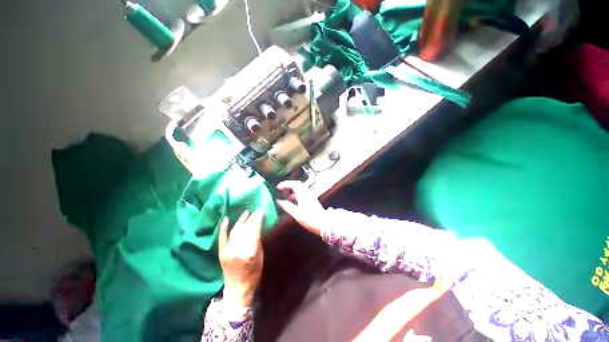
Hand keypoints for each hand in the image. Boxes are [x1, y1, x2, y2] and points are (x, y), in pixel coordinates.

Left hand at [218, 210, 264, 307]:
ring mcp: (227, 250)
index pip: (254, 231)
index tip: (261, 211)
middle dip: (252, 218)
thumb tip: (258, 227)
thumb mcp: (260, 257)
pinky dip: (224, 228)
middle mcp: (237, 249)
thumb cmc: (253, 275)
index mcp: (250, 252)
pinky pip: (222, 237)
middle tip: (257, 211)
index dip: (258, 219)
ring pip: (236, 231)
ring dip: (242, 220)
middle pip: (245, 229)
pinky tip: (226, 219)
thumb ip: (258, 241)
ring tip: (247, 212)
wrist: (237, 290)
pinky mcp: (221, 252)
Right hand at [276, 180, 326, 235]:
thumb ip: (287, 206)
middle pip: (298, 184)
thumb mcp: (296, 213)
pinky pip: (303, 193)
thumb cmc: (310, 219)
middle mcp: (307, 193)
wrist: (324, 224)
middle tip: (282, 189)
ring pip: (300, 189)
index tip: (278, 187)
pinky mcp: (312, 200)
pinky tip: (294, 202)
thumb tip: (279, 201)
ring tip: (286, 197)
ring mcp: (311, 196)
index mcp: (303, 194)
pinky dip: (297, 195)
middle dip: (289, 185)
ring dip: (293, 190)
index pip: (294, 184)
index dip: (285, 184)